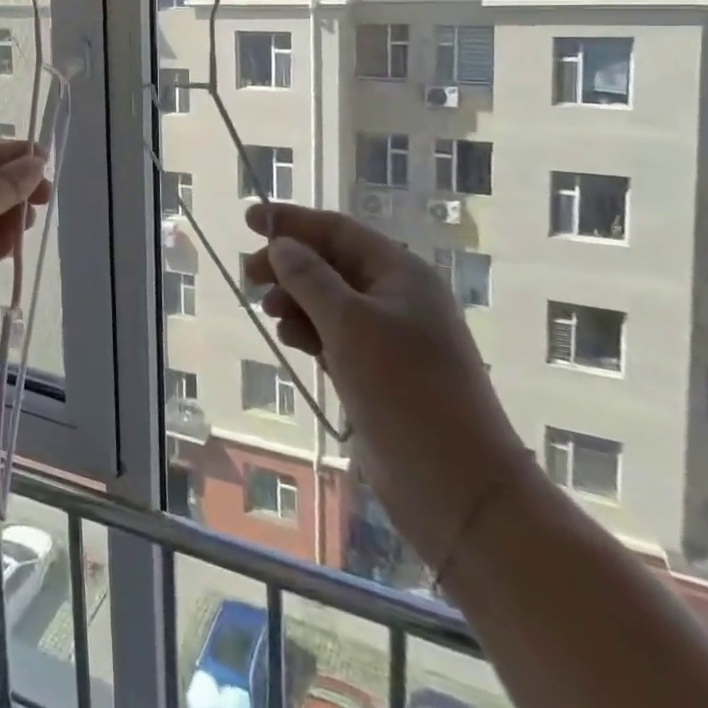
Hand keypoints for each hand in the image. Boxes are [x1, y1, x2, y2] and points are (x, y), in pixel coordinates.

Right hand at [243, 203, 534, 568]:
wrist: (458, 487)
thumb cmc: (405, 390)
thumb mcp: (350, 324)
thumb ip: (310, 278)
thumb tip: (281, 245)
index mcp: (400, 273)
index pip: (337, 230)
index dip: (292, 221)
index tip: (250, 220)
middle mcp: (396, 297)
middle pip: (331, 263)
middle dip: (289, 264)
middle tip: (249, 276)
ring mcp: (390, 337)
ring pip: (330, 300)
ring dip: (296, 298)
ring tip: (270, 312)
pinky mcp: (379, 372)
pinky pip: (335, 334)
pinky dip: (309, 330)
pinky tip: (291, 339)